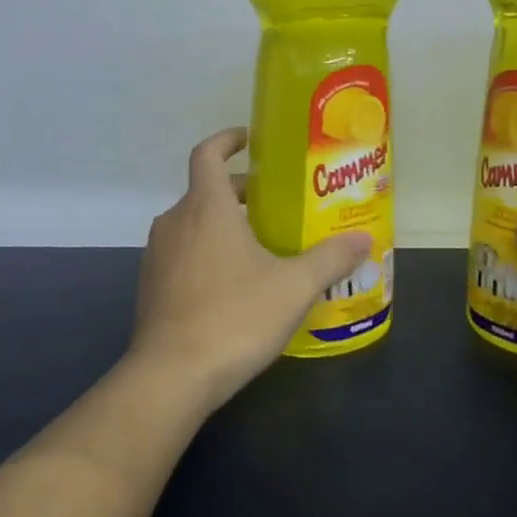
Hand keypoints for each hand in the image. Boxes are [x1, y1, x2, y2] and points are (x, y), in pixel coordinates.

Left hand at [130, 127, 372, 410]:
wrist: (171, 376)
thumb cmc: (234, 317)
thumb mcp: (294, 287)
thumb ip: (330, 259)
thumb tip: (364, 240)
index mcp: (205, 207)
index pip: (207, 153)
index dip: (228, 139)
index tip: (252, 140)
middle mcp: (175, 222)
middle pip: (206, 190)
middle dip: (241, 191)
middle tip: (279, 204)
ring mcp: (158, 255)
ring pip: (194, 223)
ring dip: (225, 224)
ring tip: (264, 245)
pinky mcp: (152, 286)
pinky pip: (184, 253)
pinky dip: (208, 252)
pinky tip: (237, 284)